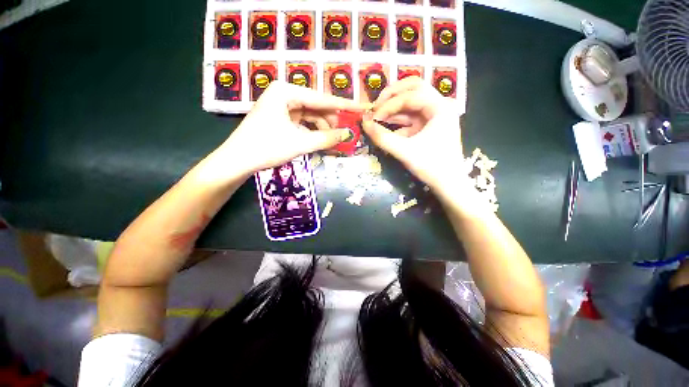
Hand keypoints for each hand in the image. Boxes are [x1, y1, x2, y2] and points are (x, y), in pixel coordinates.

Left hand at [218, 81, 363, 175]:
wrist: (238, 161)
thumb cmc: (267, 147)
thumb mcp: (300, 143)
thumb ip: (327, 138)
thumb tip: (349, 134)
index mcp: (286, 91)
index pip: (322, 98)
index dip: (343, 106)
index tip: (361, 108)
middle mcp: (284, 94)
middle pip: (316, 107)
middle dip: (332, 121)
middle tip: (347, 133)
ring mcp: (282, 107)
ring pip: (311, 116)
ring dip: (323, 129)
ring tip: (334, 142)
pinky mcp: (281, 118)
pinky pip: (303, 123)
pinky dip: (313, 132)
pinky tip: (322, 141)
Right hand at [362, 77, 468, 195]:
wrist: (449, 185)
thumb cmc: (432, 167)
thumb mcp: (405, 151)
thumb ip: (383, 137)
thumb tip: (364, 123)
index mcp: (441, 107)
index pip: (411, 95)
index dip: (389, 104)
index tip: (372, 117)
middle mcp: (440, 106)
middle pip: (414, 88)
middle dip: (392, 96)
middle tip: (376, 105)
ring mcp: (434, 116)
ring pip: (411, 103)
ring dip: (393, 110)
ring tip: (376, 119)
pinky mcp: (428, 127)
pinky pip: (410, 119)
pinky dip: (397, 123)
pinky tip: (385, 130)